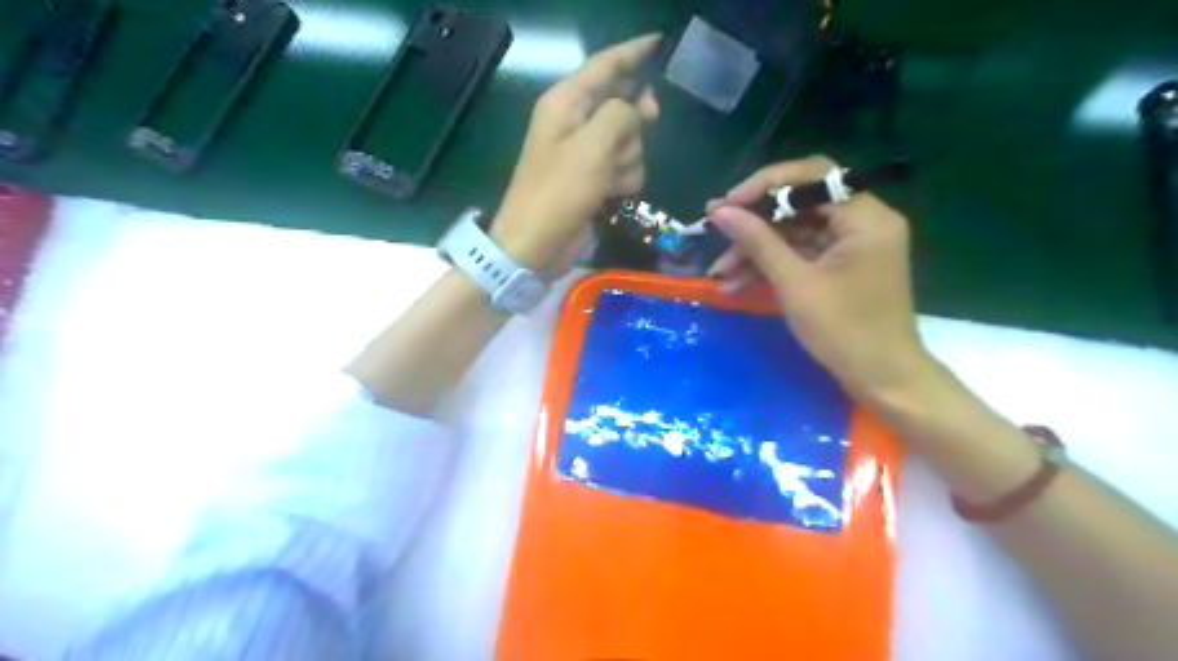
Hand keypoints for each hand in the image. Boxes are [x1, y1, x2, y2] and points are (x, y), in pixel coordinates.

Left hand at [491, 34, 661, 276]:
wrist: (535, 245)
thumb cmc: (558, 192)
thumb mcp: (592, 147)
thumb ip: (621, 115)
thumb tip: (636, 110)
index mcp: (566, 102)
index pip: (605, 65)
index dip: (633, 53)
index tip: (661, 42)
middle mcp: (575, 122)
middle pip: (623, 104)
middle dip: (634, 122)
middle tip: (648, 123)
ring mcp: (585, 154)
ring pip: (629, 140)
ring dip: (628, 159)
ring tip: (609, 179)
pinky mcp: (593, 180)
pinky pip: (624, 168)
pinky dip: (624, 180)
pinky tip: (611, 195)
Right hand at [702, 154, 934, 401]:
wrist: (882, 379)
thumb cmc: (844, 331)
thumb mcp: (795, 284)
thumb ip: (758, 242)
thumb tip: (720, 211)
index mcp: (865, 217)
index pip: (812, 177)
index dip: (764, 186)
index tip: (727, 205)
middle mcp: (862, 222)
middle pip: (799, 205)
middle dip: (755, 224)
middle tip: (715, 232)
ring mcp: (851, 245)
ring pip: (794, 232)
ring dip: (756, 250)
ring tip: (720, 272)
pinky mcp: (840, 266)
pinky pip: (800, 254)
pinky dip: (771, 266)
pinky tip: (738, 283)